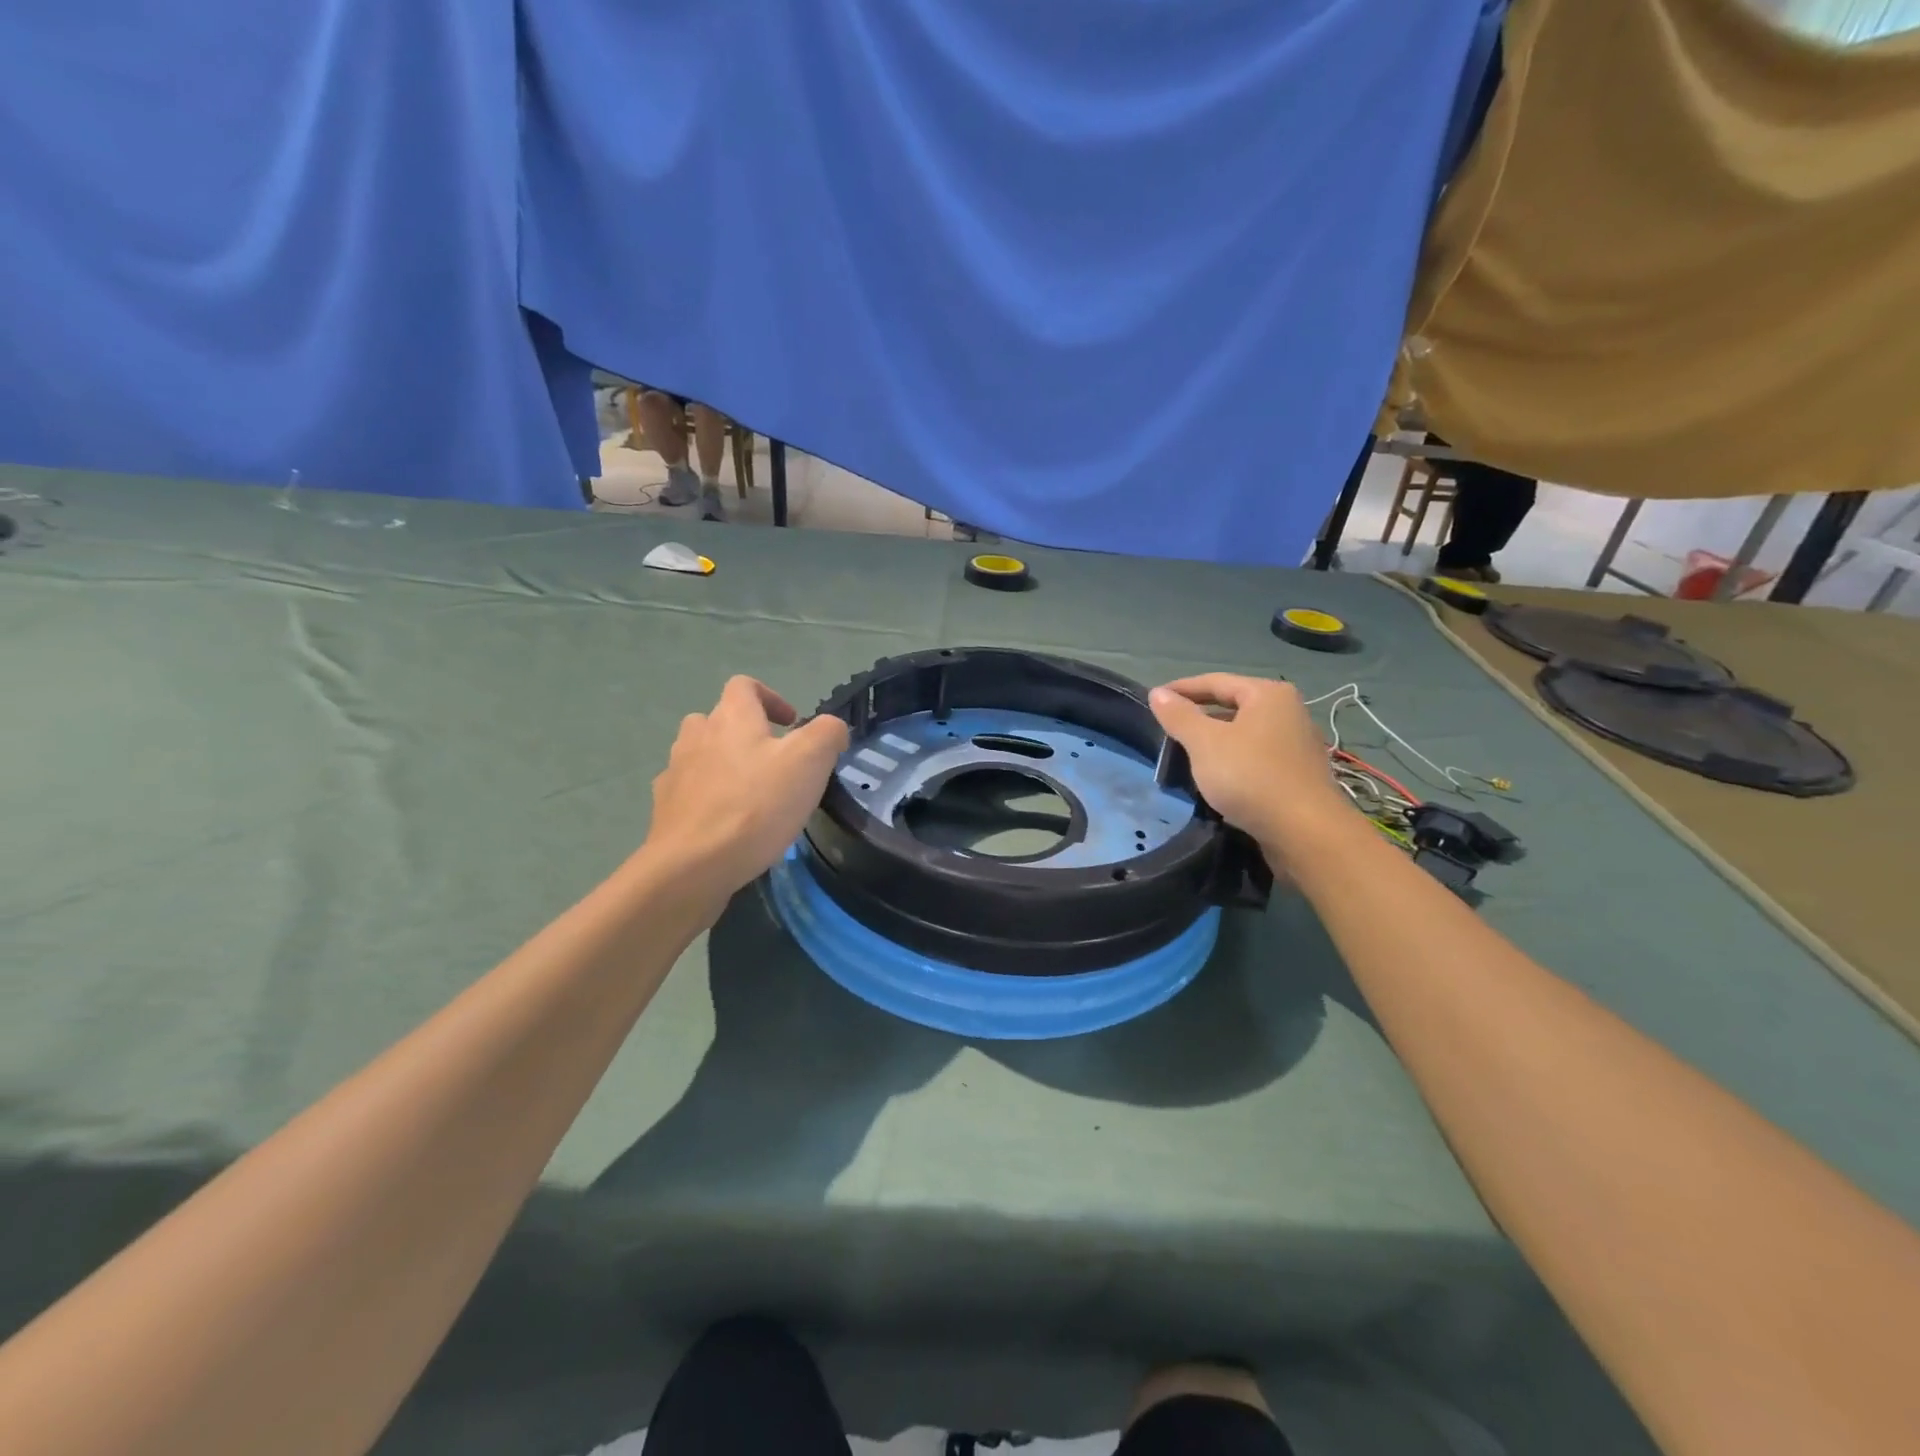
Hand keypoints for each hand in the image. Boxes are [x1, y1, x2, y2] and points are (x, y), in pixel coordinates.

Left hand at [642, 676, 850, 904]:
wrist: (693, 865)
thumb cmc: (756, 805)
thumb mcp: (810, 761)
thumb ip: (828, 734)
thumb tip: (832, 729)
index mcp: (732, 717)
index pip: (745, 686)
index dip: (771, 697)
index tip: (792, 724)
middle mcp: (697, 736)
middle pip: (718, 718)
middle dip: (746, 732)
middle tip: (774, 761)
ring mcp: (675, 772)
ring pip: (699, 754)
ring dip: (723, 763)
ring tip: (750, 792)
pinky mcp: (665, 809)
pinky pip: (688, 790)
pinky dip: (706, 797)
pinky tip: (725, 822)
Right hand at [1148, 674, 1352, 862]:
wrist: (1304, 832)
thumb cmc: (1250, 776)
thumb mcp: (1205, 743)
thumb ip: (1180, 716)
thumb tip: (1158, 693)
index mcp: (1268, 694)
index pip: (1215, 682)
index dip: (1182, 689)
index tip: (1153, 700)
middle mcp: (1288, 712)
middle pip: (1232, 706)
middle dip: (1198, 716)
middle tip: (1167, 729)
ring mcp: (1296, 745)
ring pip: (1244, 734)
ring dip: (1214, 741)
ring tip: (1185, 754)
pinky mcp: (1297, 775)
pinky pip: (1255, 757)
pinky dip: (1232, 761)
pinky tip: (1215, 778)